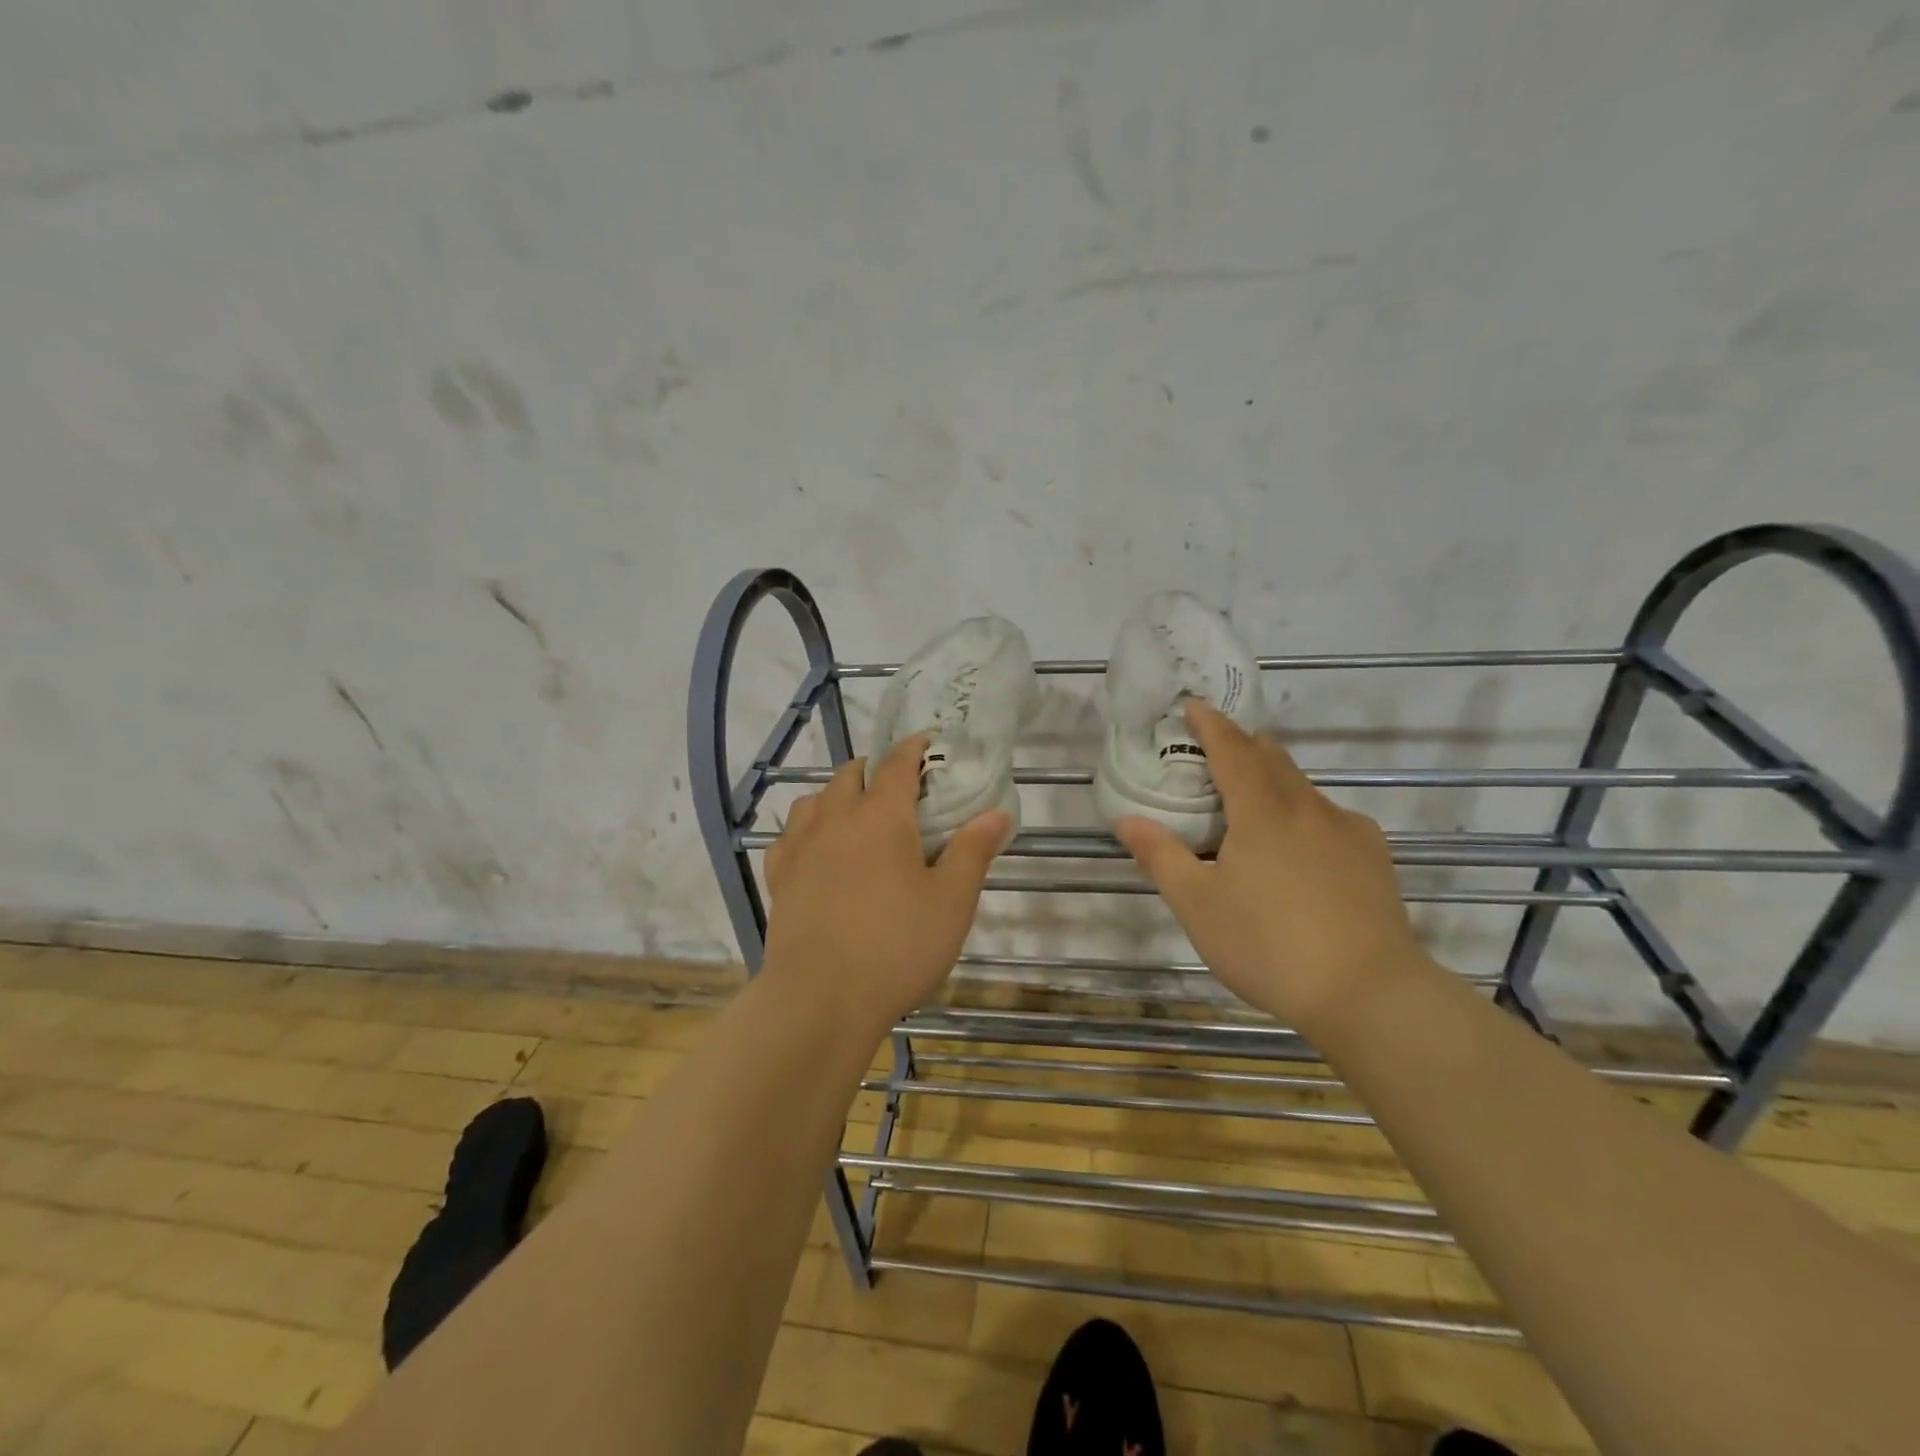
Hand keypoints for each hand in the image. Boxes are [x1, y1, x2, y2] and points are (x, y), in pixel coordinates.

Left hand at [761, 735, 1012, 1039]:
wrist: (820, 999)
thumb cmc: (896, 946)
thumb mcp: (952, 901)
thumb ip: (973, 851)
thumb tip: (998, 812)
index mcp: (881, 815)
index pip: (898, 762)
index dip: (916, 747)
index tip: (930, 742)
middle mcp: (836, 818)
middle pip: (851, 773)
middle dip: (876, 769)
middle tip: (902, 790)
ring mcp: (801, 846)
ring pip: (815, 798)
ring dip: (838, 794)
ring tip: (857, 815)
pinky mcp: (780, 877)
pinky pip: (790, 834)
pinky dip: (807, 828)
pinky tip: (818, 849)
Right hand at [1112, 701, 1424, 1031]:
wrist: (1369, 994)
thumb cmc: (1269, 944)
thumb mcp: (1198, 904)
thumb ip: (1160, 856)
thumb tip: (1126, 819)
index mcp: (1262, 811)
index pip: (1232, 750)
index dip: (1211, 725)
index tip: (1194, 704)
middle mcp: (1308, 809)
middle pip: (1273, 759)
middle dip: (1244, 744)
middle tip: (1218, 745)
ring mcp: (1348, 832)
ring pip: (1304, 788)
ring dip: (1274, 778)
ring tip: (1253, 795)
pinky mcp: (1374, 859)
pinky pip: (1333, 817)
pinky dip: (1306, 812)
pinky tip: (1304, 841)